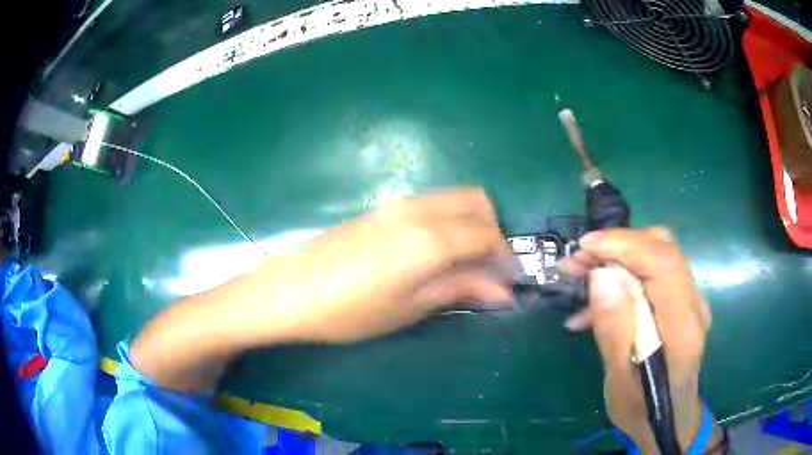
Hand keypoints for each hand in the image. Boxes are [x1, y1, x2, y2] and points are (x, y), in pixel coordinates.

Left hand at [132, 188, 515, 391]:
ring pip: (454, 198)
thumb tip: (504, 290)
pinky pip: (431, 203)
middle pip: (477, 204)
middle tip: (486, 270)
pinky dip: (448, 220)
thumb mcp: (409, 308)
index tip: (508, 281)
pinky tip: (433, 252)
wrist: (288, 292)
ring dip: (471, 224)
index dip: (505, 258)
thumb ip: (459, 290)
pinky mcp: (380, 208)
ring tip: (462, 263)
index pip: (488, 235)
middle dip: (493, 232)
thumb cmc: (348, 312)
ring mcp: (397, 204)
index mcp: (430, 238)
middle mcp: (418, 210)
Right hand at [558, 227, 713, 452]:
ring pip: (658, 256)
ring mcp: (689, 302)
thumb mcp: (619, 381)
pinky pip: (654, 275)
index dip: (624, 245)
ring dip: (618, 257)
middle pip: (663, 249)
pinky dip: (624, 276)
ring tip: (579, 274)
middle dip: (618, 245)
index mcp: (682, 327)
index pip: (662, 262)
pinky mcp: (681, 305)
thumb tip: (600, 276)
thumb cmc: (642, 410)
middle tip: (578, 260)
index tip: (585, 247)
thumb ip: (614, 330)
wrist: (668, 421)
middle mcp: (693, 305)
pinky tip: (595, 304)